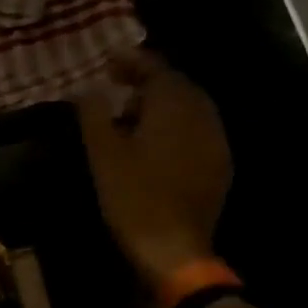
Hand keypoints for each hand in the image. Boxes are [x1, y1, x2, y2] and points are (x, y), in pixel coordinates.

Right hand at [76, 49, 231, 283]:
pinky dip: (176, 125)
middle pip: (177, 85)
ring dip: (163, 102)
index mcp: (175, 107)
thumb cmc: (133, 197)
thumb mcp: (103, 153)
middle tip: (118, 82)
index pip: (157, 69)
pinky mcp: (218, 165)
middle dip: (148, 79)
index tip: (109, 59)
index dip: (132, 60)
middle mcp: (203, 117)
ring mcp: (216, 142)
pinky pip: (197, 130)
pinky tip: (156, 141)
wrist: (174, 249)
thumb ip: (94, 113)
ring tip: (132, 111)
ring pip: (190, 107)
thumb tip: (88, 87)